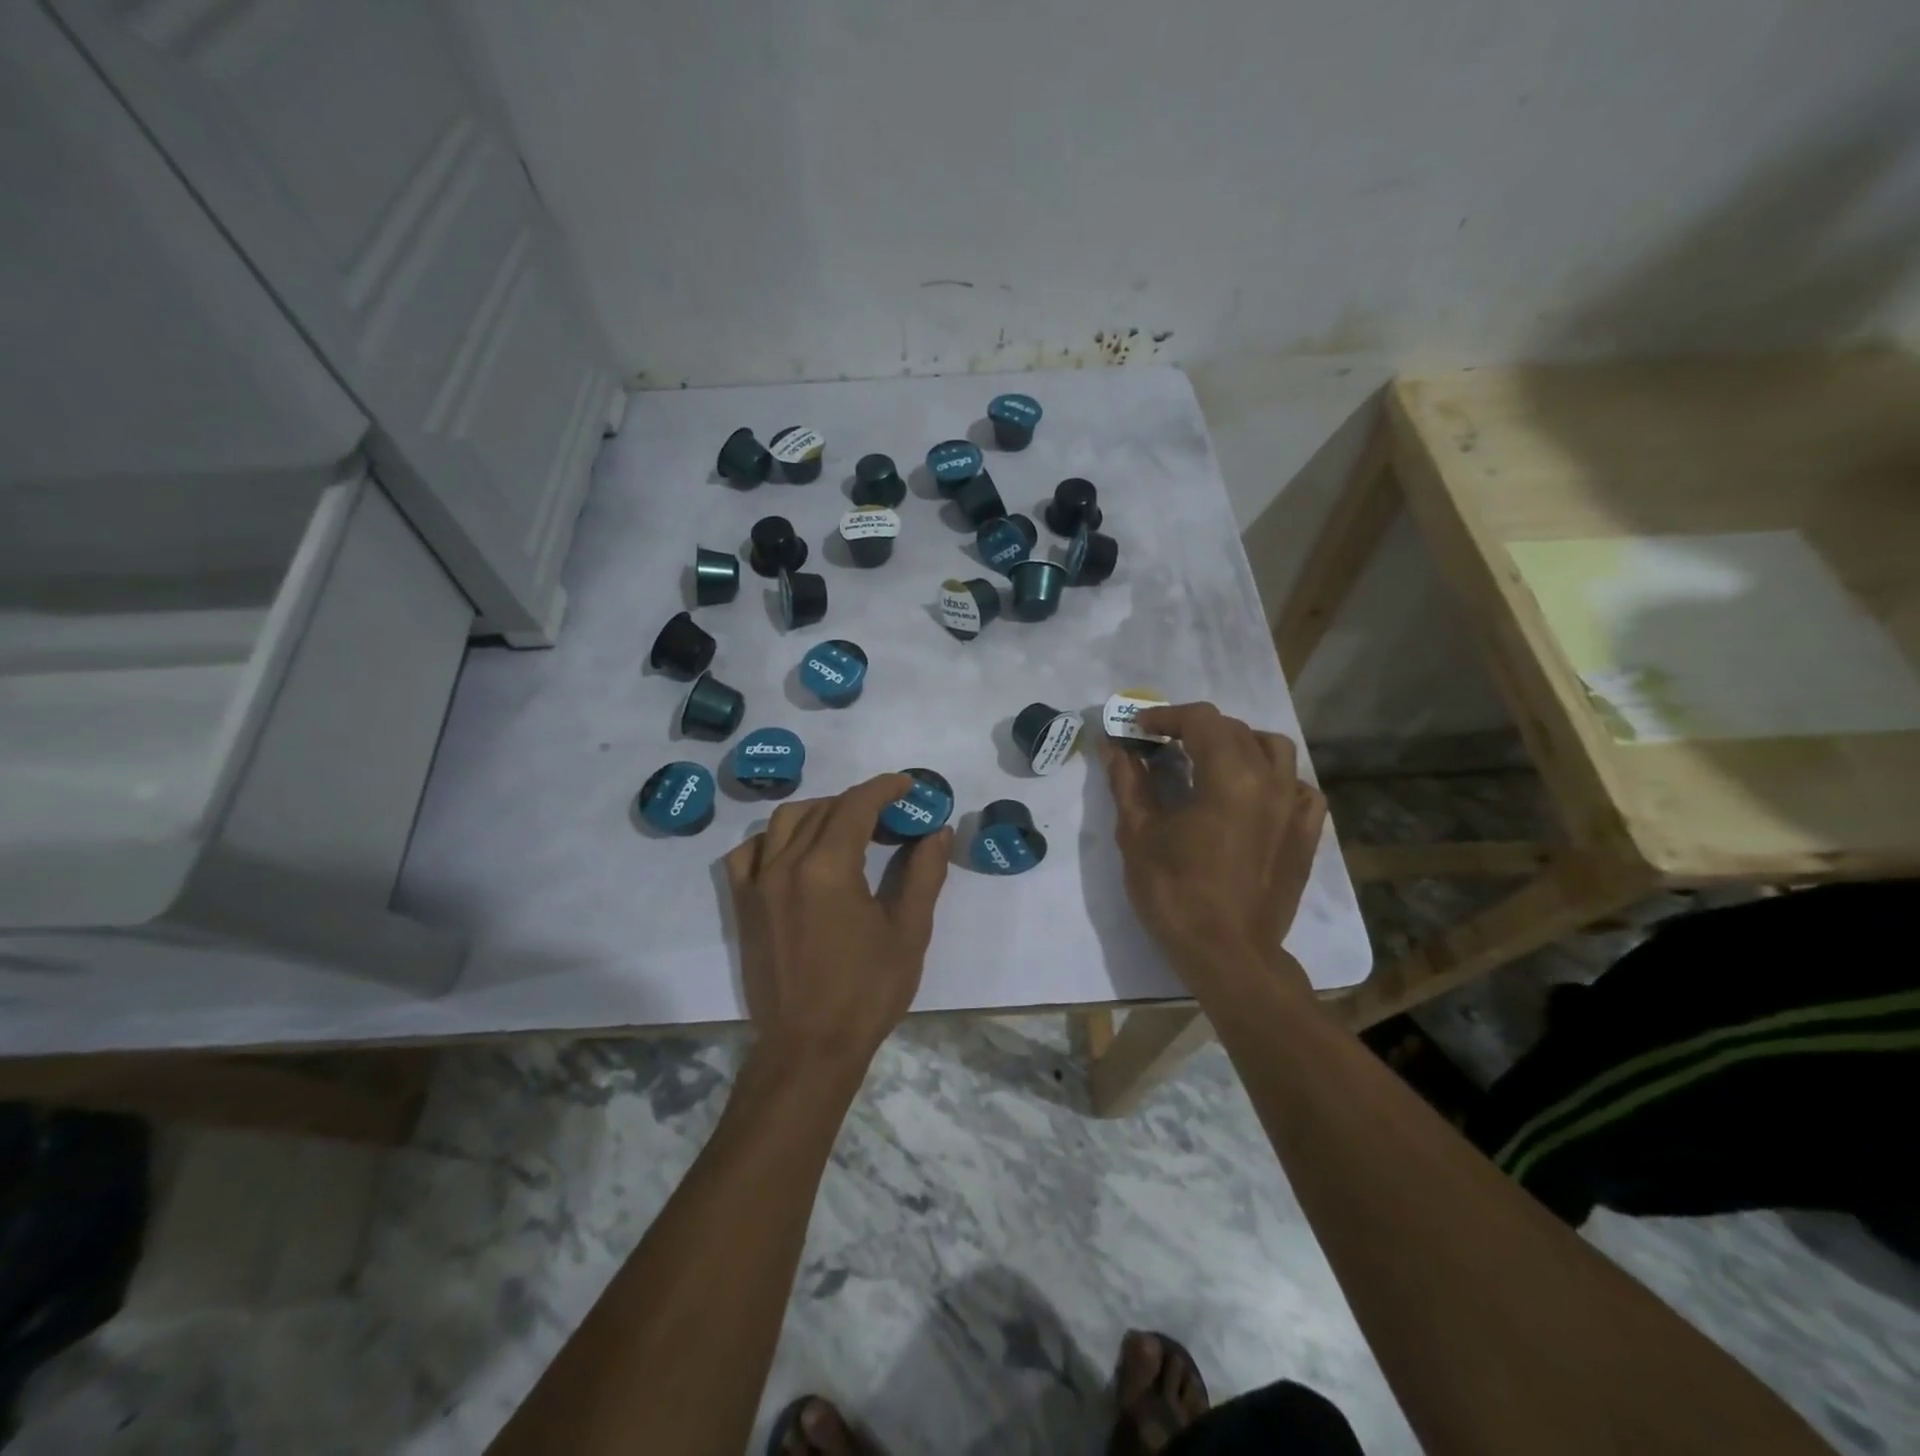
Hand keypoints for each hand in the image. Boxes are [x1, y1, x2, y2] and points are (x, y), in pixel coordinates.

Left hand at [725, 773, 951, 1072]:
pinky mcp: (744, 905)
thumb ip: (924, 873)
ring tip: (846, 827)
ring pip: (784, 822)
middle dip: (859, 801)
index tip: (907, 786)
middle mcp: (787, 864)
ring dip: (819, 812)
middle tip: (889, 815)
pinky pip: (748, 853)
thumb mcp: (909, 931)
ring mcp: (759, 884)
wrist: (809, 1047)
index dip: (885, 788)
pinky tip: (793, 852)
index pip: (856, 805)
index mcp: (829, 867)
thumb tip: (937, 832)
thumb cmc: (867, 992)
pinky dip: (772, 840)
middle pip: (823, 809)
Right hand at [1100, 703, 1325, 991]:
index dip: (1165, 716)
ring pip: (1274, 749)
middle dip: (1194, 728)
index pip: (1200, 720)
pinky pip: (1299, 787)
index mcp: (1229, 777)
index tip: (1138, 728)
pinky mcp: (1306, 833)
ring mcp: (1295, 807)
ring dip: (1238, 743)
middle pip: (1234, 730)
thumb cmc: (1175, 894)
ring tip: (1210, 760)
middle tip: (1161, 744)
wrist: (1228, 954)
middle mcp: (1270, 781)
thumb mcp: (1139, 834)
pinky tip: (1253, 794)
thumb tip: (1114, 745)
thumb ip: (1128, 781)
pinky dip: (1275, 778)